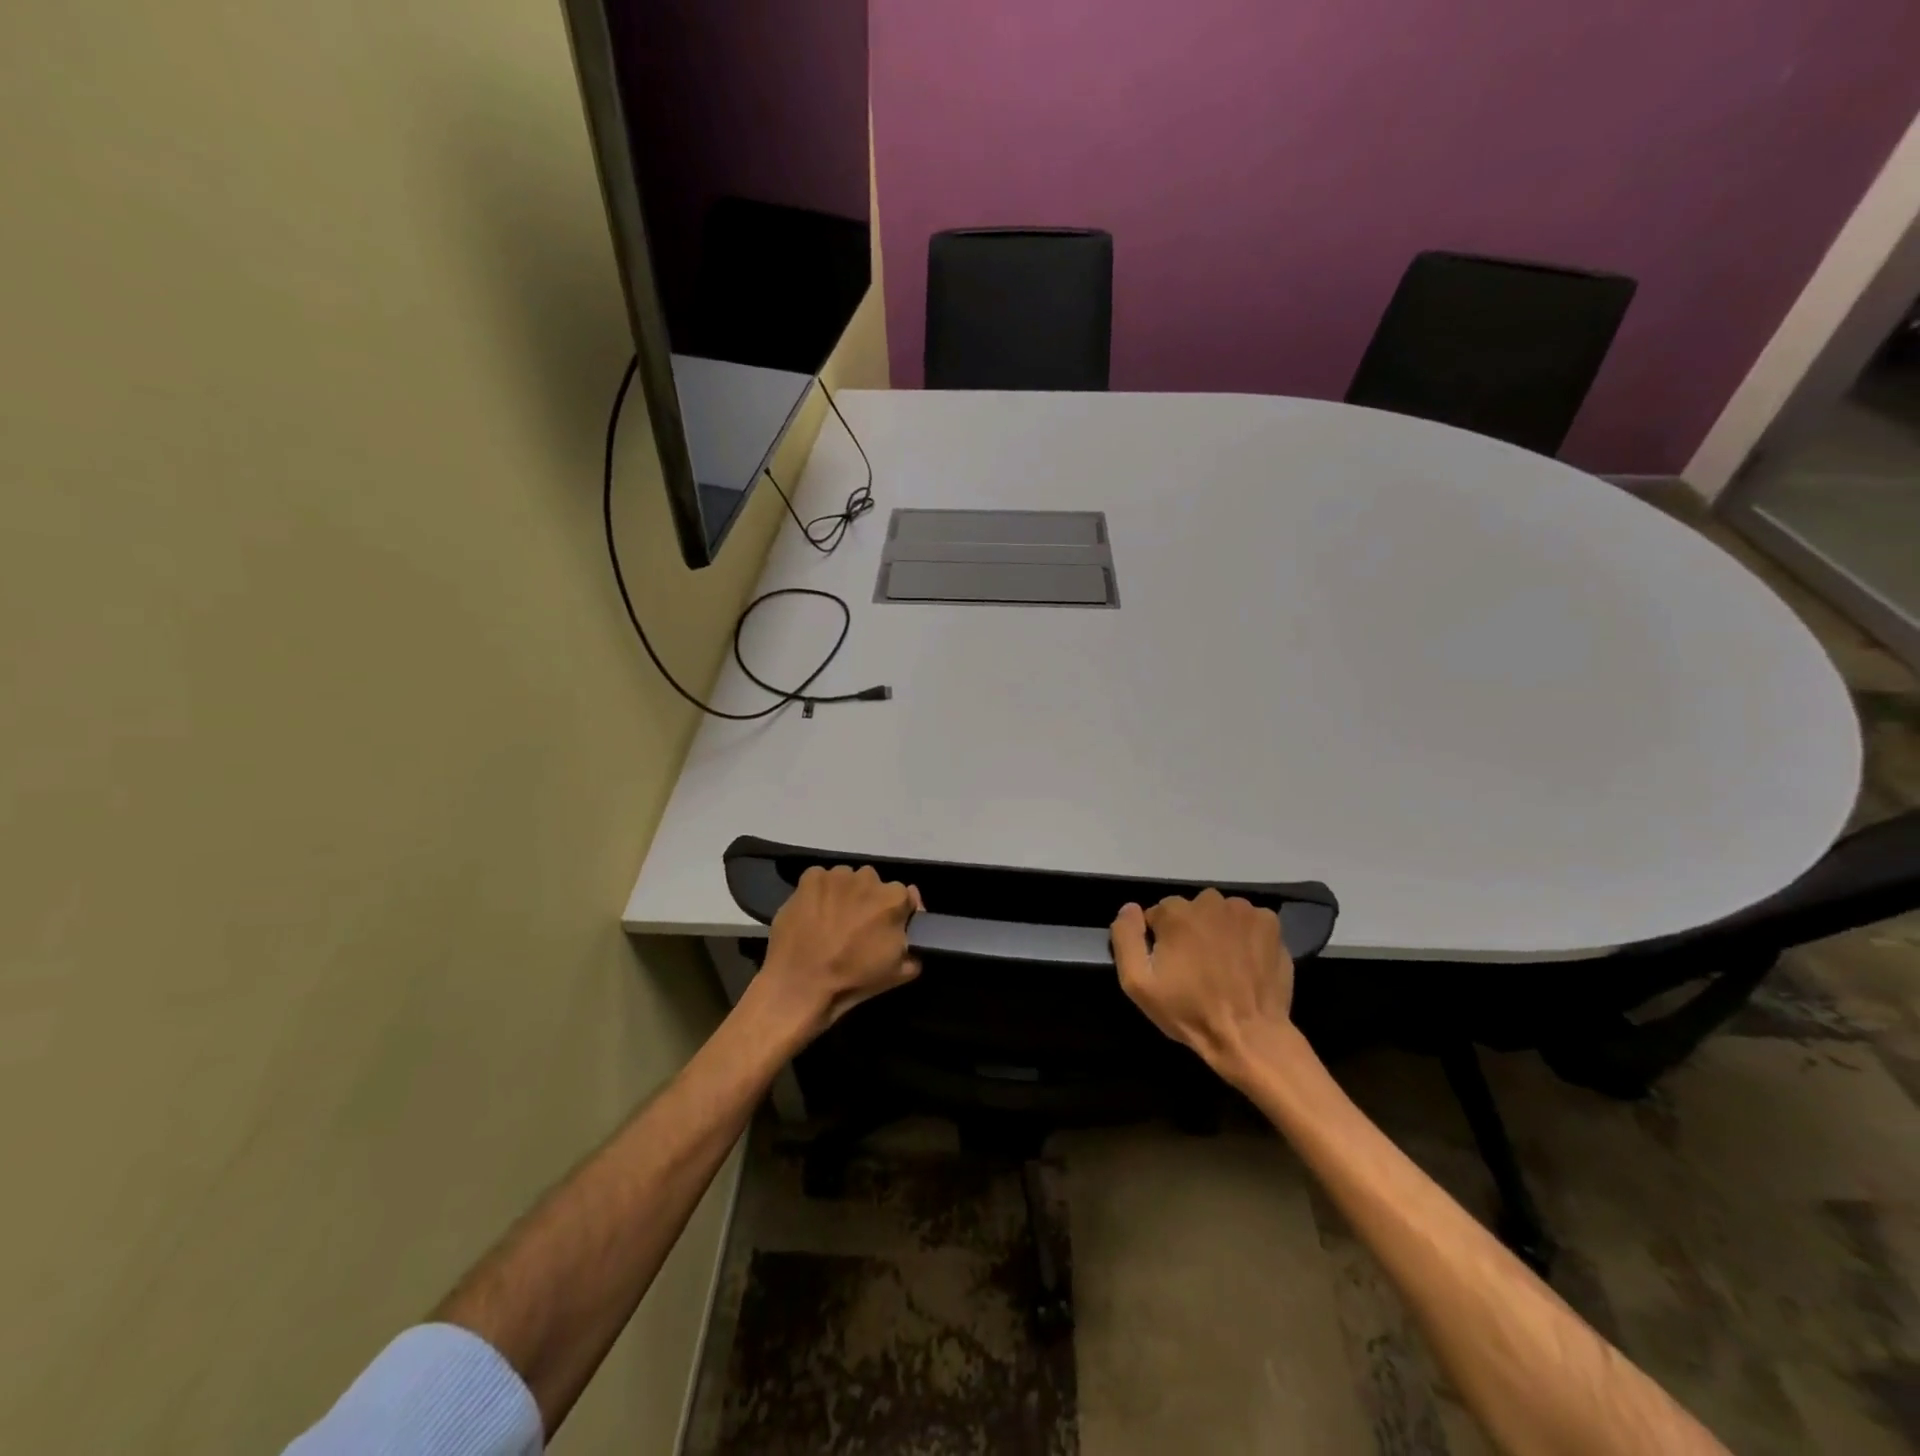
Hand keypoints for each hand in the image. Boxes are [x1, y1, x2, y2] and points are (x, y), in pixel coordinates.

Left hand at [753, 865, 921, 1042]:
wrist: (800, 986)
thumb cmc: (852, 981)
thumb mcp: (898, 974)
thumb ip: (914, 950)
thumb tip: (911, 937)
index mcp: (894, 899)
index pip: (905, 896)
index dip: (898, 913)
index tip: (887, 928)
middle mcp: (869, 878)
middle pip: (874, 885)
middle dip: (869, 901)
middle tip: (857, 926)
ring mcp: (837, 876)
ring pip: (847, 880)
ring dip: (844, 895)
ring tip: (832, 920)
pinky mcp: (810, 878)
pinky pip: (821, 879)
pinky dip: (820, 892)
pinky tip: (813, 913)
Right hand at [1110, 890, 1294, 1076]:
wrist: (1250, 1036)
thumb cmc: (1189, 1011)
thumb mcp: (1138, 983)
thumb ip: (1126, 938)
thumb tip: (1129, 908)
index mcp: (1176, 912)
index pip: (1158, 915)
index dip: (1160, 941)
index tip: (1169, 967)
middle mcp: (1210, 901)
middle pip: (1190, 910)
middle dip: (1189, 932)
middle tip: (1196, 968)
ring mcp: (1245, 911)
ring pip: (1220, 914)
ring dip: (1217, 931)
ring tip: (1223, 966)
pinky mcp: (1271, 925)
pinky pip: (1249, 922)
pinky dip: (1245, 936)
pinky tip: (1246, 962)